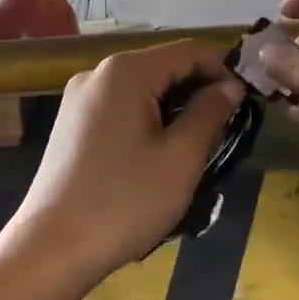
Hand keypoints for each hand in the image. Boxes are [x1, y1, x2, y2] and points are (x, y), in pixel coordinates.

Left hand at [3, 39, 244, 286]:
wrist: (51, 248)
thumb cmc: (123, 202)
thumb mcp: (180, 159)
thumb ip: (209, 114)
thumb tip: (231, 87)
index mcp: (125, 71)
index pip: (188, 51)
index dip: (222, 70)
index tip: (247, 102)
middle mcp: (97, 73)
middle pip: (162, 66)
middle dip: (198, 91)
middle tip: (227, 129)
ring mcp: (79, 98)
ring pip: (141, 89)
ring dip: (173, 109)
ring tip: (197, 146)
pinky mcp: (71, 123)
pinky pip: (119, 107)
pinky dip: (146, 120)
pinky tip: (158, 154)